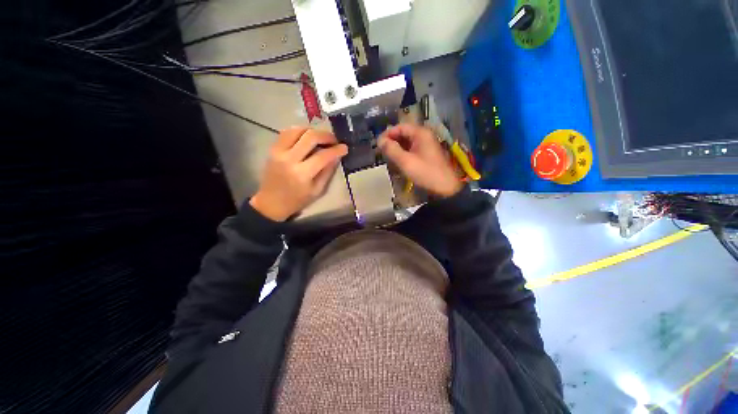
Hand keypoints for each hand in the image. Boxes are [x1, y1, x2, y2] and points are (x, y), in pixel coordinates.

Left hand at [250, 127, 347, 220]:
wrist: (271, 202)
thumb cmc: (297, 200)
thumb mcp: (317, 190)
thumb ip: (327, 172)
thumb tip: (336, 156)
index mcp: (302, 174)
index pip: (323, 156)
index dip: (336, 150)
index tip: (344, 147)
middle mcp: (289, 159)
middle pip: (310, 137)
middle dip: (326, 136)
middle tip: (334, 140)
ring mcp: (278, 151)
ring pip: (297, 130)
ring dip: (312, 131)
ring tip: (321, 138)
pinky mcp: (273, 148)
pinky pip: (287, 132)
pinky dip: (300, 131)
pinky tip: (307, 137)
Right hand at [378, 124, 462, 197]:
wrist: (446, 187)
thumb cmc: (426, 173)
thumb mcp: (406, 162)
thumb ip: (391, 150)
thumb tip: (380, 141)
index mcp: (420, 133)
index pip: (400, 127)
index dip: (388, 134)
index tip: (378, 144)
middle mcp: (424, 136)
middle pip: (404, 133)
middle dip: (392, 141)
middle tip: (381, 152)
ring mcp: (426, 145)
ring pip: (407, 142)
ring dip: (397, 148)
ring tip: (387, 157)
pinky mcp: (427, 154)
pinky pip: (412, 149)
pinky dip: (403, 153)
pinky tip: (398, 161)